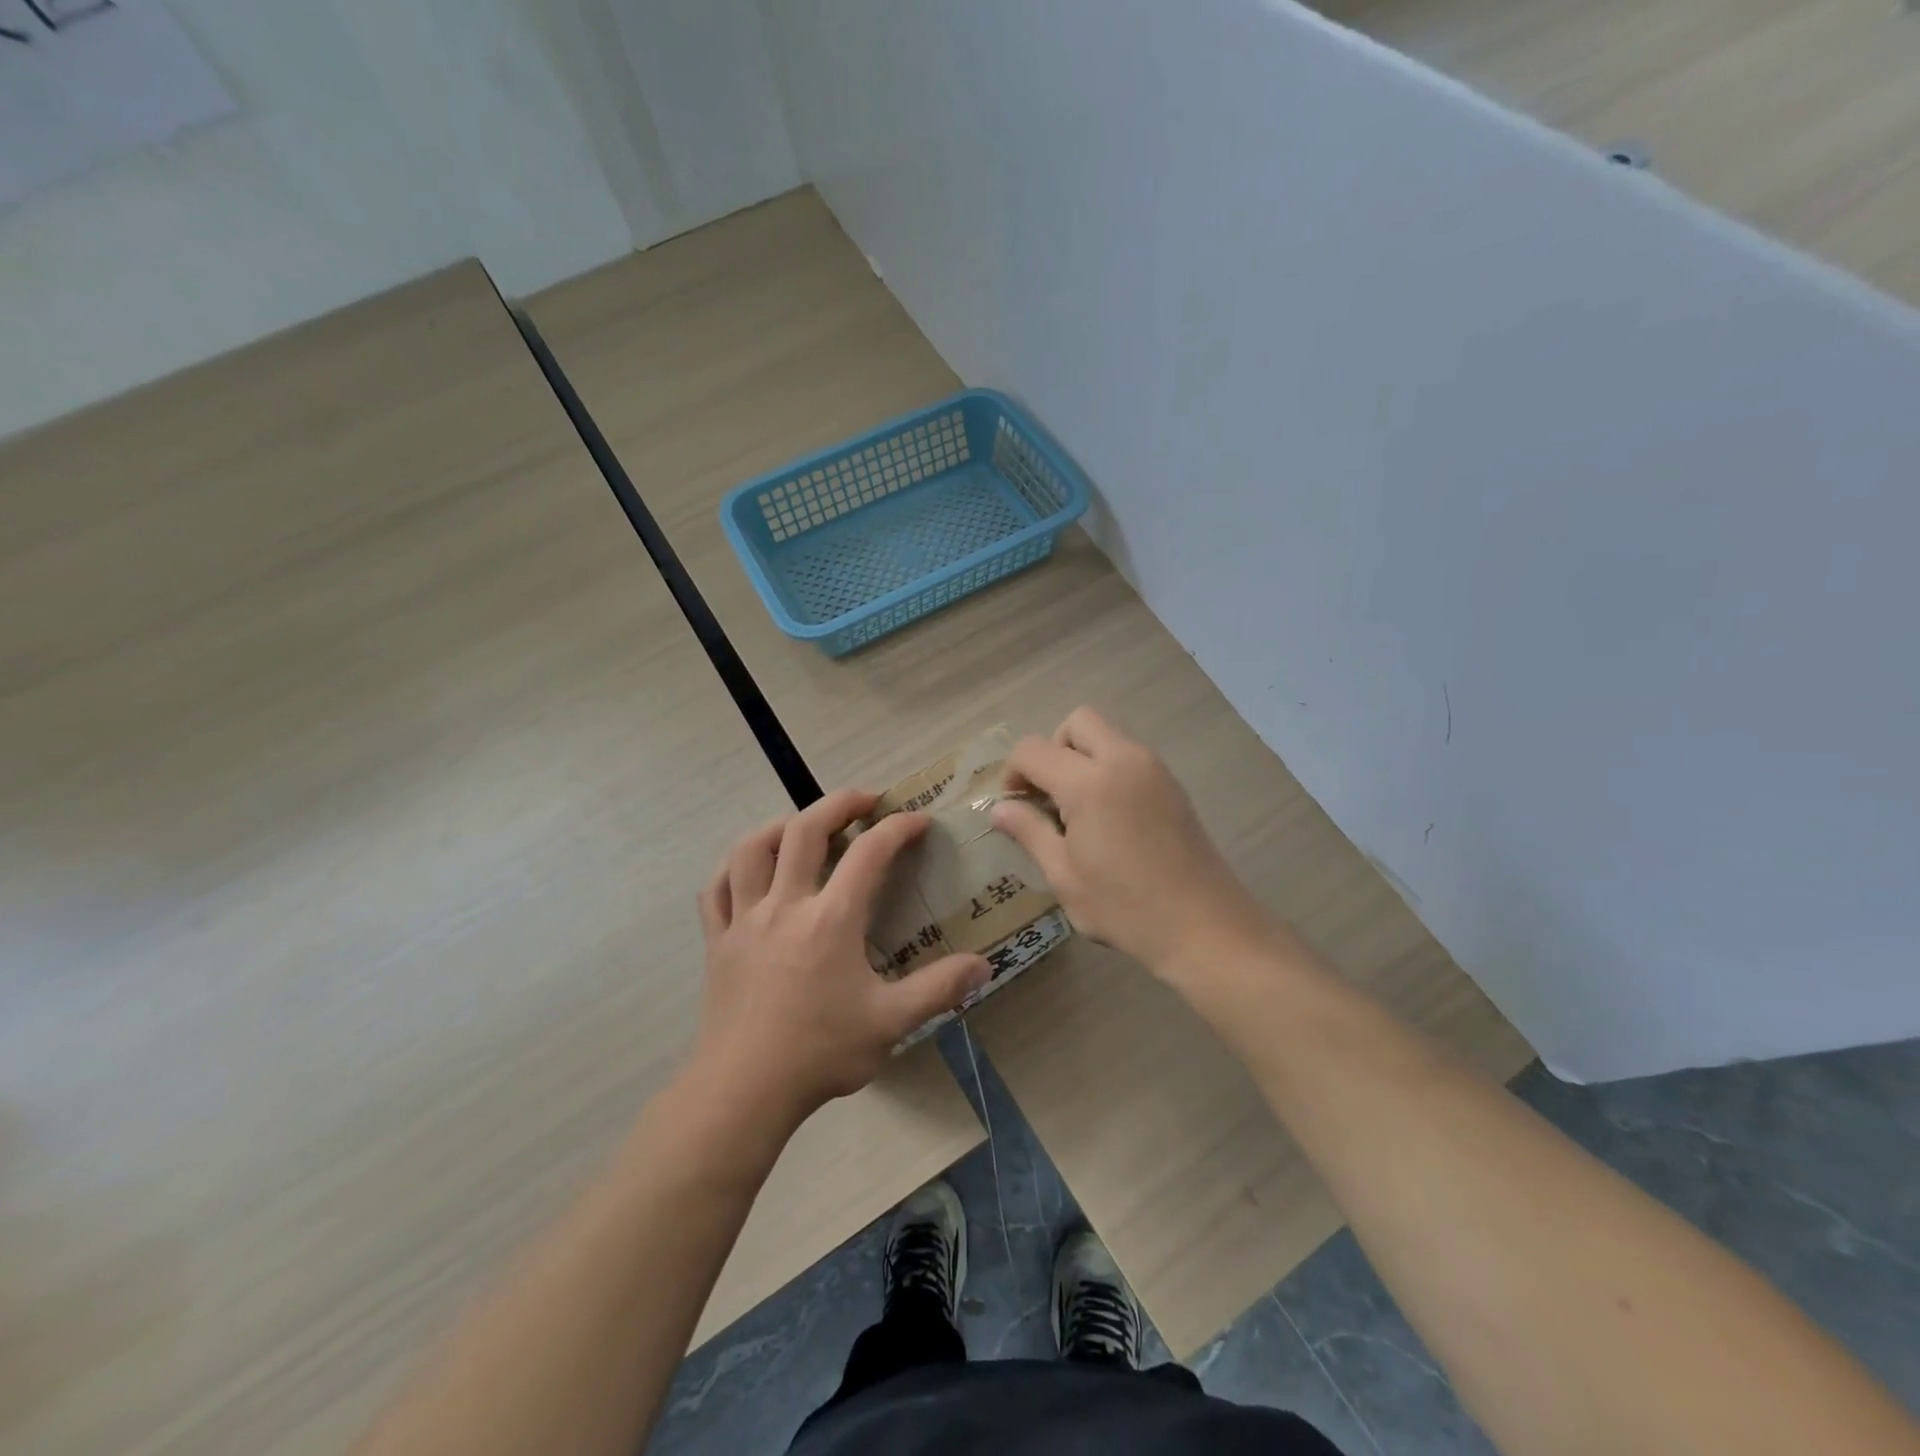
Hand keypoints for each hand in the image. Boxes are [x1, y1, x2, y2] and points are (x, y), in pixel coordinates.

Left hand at [690, 788, 989, 1127]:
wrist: (742, 1092)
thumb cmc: (819, 1053)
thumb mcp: (890, 1023)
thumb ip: (939, 989)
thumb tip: (984, 965)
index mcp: (830, 920)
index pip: (869, 853)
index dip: (898, 828)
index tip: (919, 819)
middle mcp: (785, 906)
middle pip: (804, 830)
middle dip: (838, 804)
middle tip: (865, 800)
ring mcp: (744, 920)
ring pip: (752, 850)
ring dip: (780, 827)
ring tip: (803, 827)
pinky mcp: (718, 942)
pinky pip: (716, 890)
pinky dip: (733, 869)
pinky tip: (749, 872)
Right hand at [991, 707, 1269, 977]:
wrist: (1206, 928)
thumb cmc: (1126, 909)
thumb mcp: (1065, 876)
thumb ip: (1029, 832)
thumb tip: (999, 808)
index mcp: (1090, 783)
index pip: (1033, 750)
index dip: (1013, 772)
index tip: (1014, 806)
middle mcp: (1124, 760)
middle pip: (1077, 722)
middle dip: (1052, 750)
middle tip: (1048, 796)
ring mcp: (1154, 769)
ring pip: (1107, 735)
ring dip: (1082, 758)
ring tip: (1078, 811)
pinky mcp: (1173, 784)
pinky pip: (1129, 756)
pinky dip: (1108, 769)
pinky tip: (1109, 818)